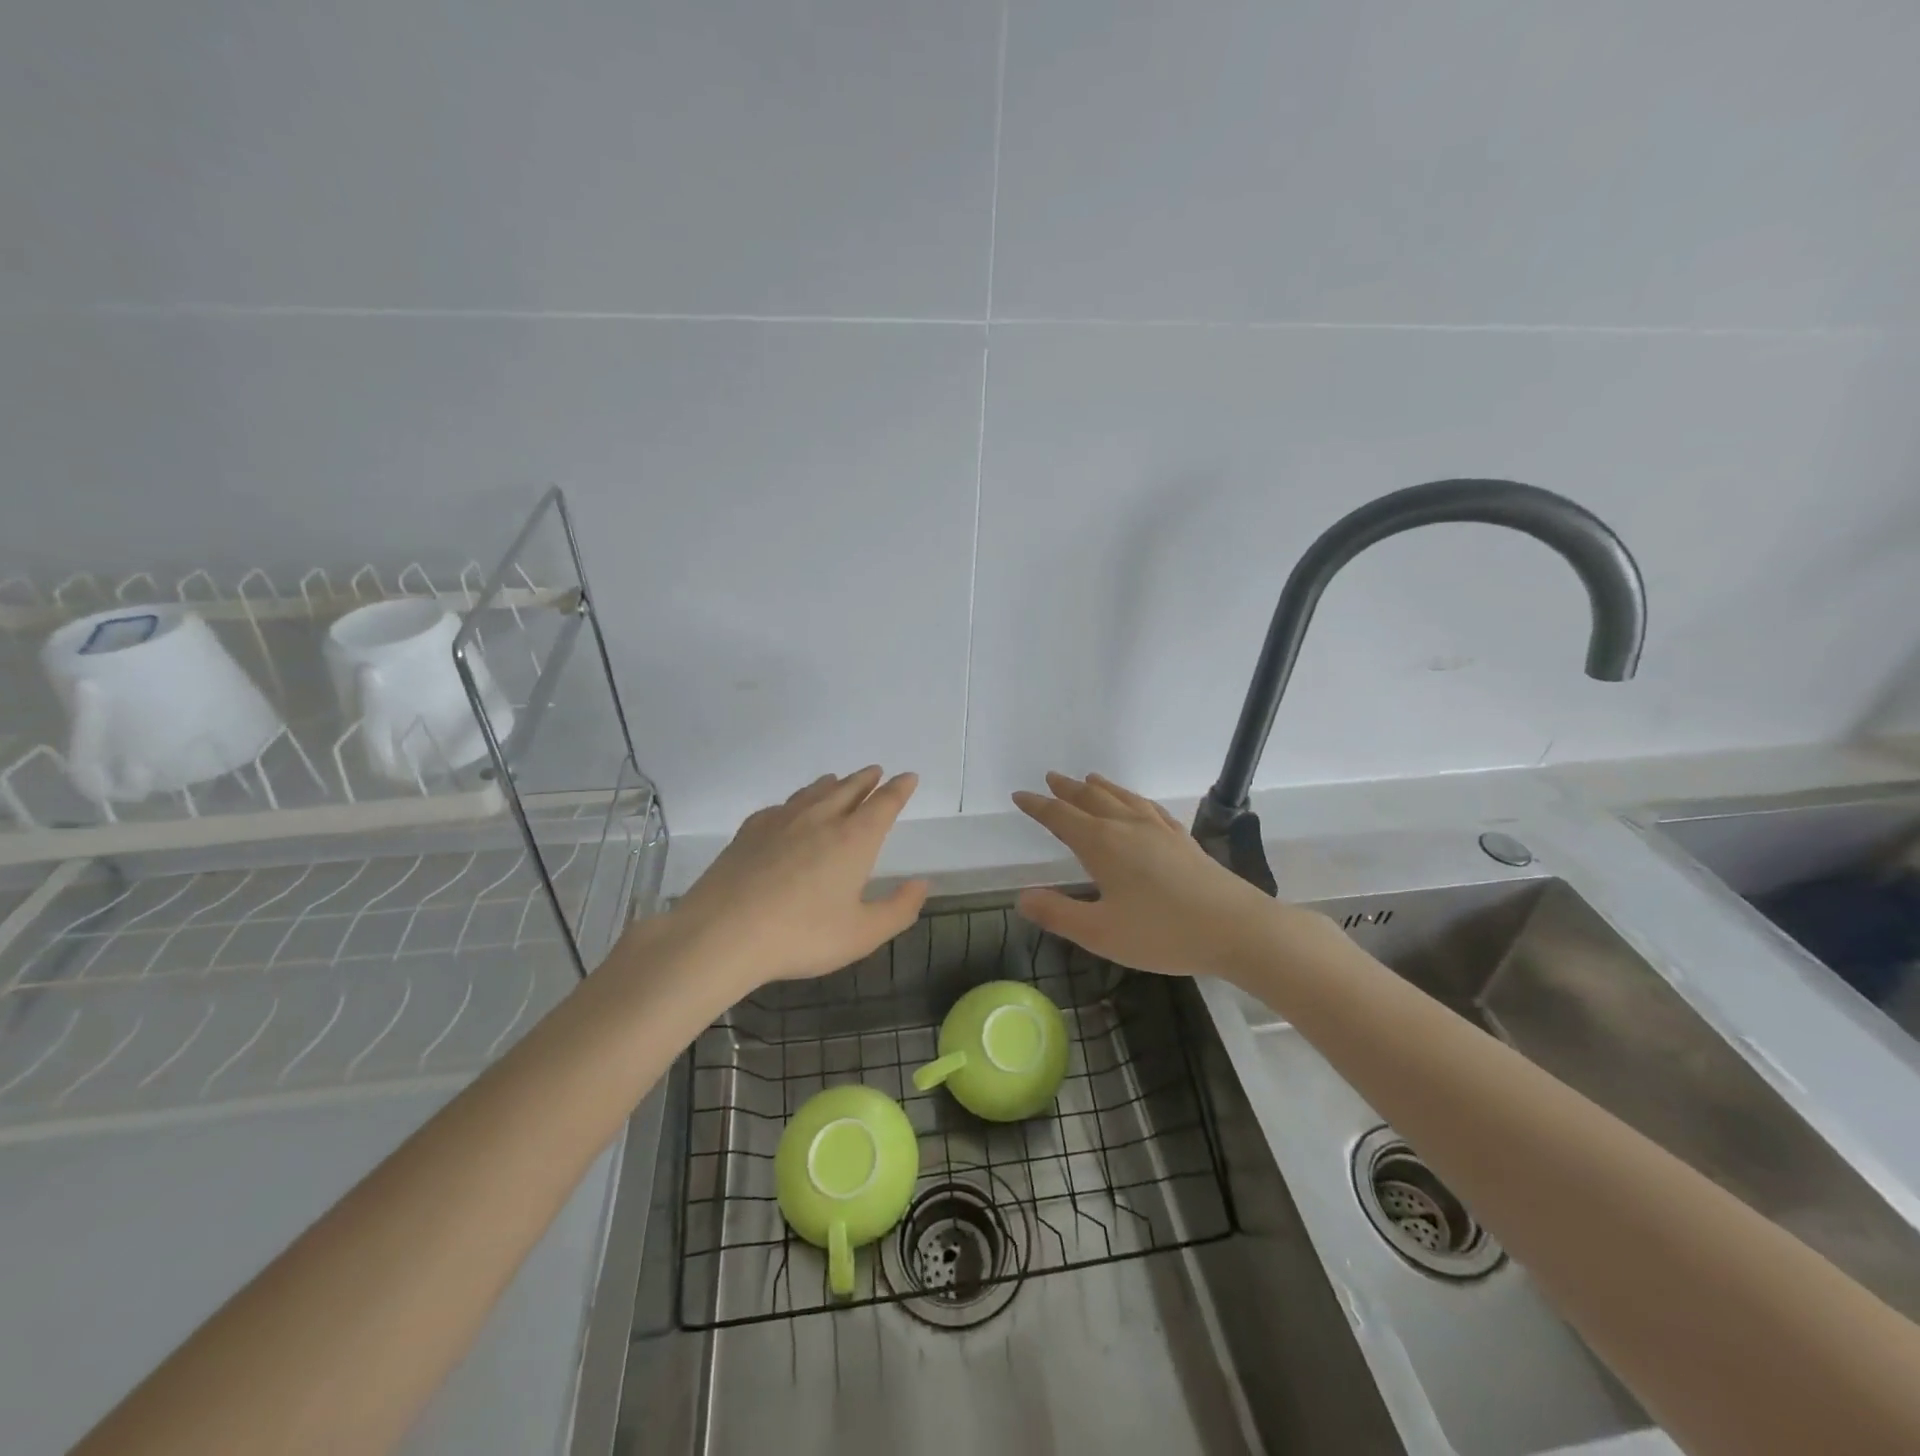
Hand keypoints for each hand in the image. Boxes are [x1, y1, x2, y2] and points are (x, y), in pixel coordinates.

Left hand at [669, 767, 929, 992]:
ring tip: (838, 780)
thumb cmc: (801, 935)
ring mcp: (782, 821)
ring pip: (814, 792)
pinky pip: (782, 806)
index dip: (899, 789)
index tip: (908, 777)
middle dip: (866, 780)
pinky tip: (790, 810)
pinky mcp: (750, 831)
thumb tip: (922, 883)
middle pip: (849, 789)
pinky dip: (796, 801)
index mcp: (854, 839)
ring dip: (832, 784)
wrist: (723, 933)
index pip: (884, 804)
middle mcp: (821, 819)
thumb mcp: (862, 934)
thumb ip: (898, 909)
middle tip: (876, 772)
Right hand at [1011, 772, 1298, 977]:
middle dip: (1067, 790)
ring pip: (1122, 798)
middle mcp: (1127, 827)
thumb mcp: (1100, 932)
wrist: (1236, 928)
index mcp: (1102, 844)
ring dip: (1101, 788)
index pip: (1061, 817)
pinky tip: (1138, 804)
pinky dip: (1134, 799)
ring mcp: (1159, 830)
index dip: (1038, 806)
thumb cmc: (1162, 933)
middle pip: (1091, 800)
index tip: (1020, 796)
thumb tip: (1021, 897)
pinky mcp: (1182, 839)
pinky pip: (1149, 808)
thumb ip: (1058, 913)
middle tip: (1051, 778)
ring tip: (1089, 778)